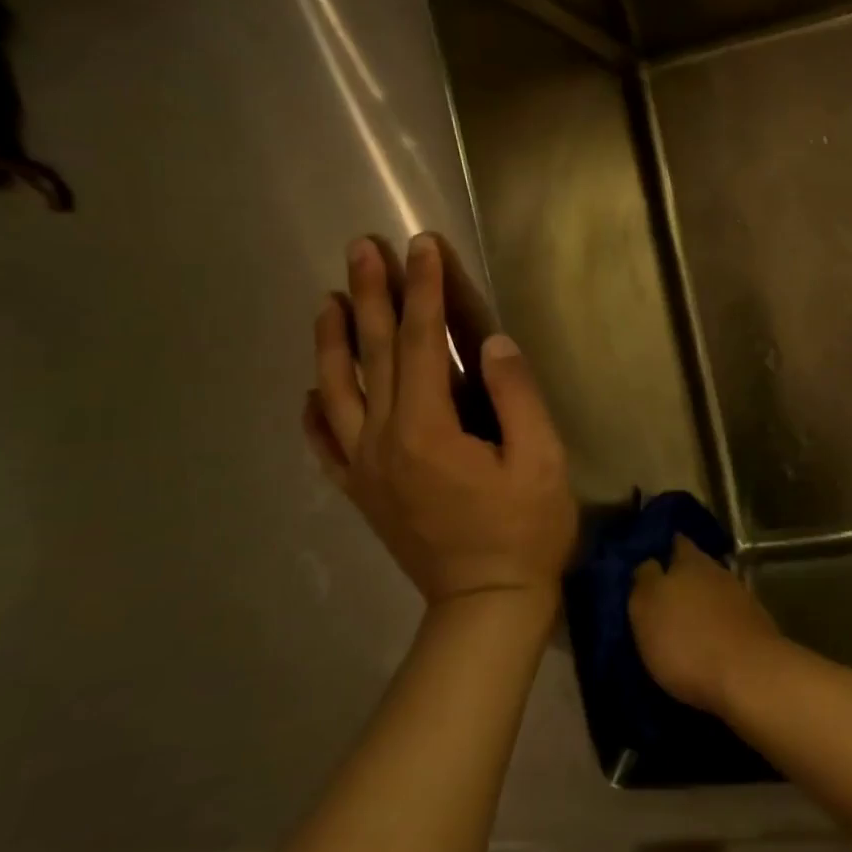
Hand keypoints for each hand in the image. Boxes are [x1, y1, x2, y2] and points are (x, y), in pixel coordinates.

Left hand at [303, 233, 576, 606]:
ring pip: (337, 391)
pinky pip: (325, 445)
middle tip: (361, 249)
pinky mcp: (362, 493)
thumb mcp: (540, 460)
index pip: (419, 342)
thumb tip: (491, 342)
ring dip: (332, 341)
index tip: (421, 246)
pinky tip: (311, 390)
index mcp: (427, 429)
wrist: (486, 605)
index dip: (423, 290)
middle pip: (371, 355)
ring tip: (329, 299)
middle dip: (369, 296)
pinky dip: (315, 412)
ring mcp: (364, 469)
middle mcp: (382, 441)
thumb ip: (515, 396)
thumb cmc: (524, 531)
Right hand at [628, 537, 783, 713]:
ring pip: (714, 592)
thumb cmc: (687, 641)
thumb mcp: (646, 608)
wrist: (750, 676)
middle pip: (697, 567)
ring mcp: (741, 598)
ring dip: (701, 603)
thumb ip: (645, 580)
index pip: (676, 543)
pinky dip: (718, 625)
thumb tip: (649, 563)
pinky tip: (708, 641)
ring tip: (684, 623)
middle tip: (663, 597)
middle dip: (682, 578)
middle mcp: (718, 571)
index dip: (665, 549)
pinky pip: (729, 617)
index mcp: (689, 561)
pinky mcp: (756, 626)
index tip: (653, 561)